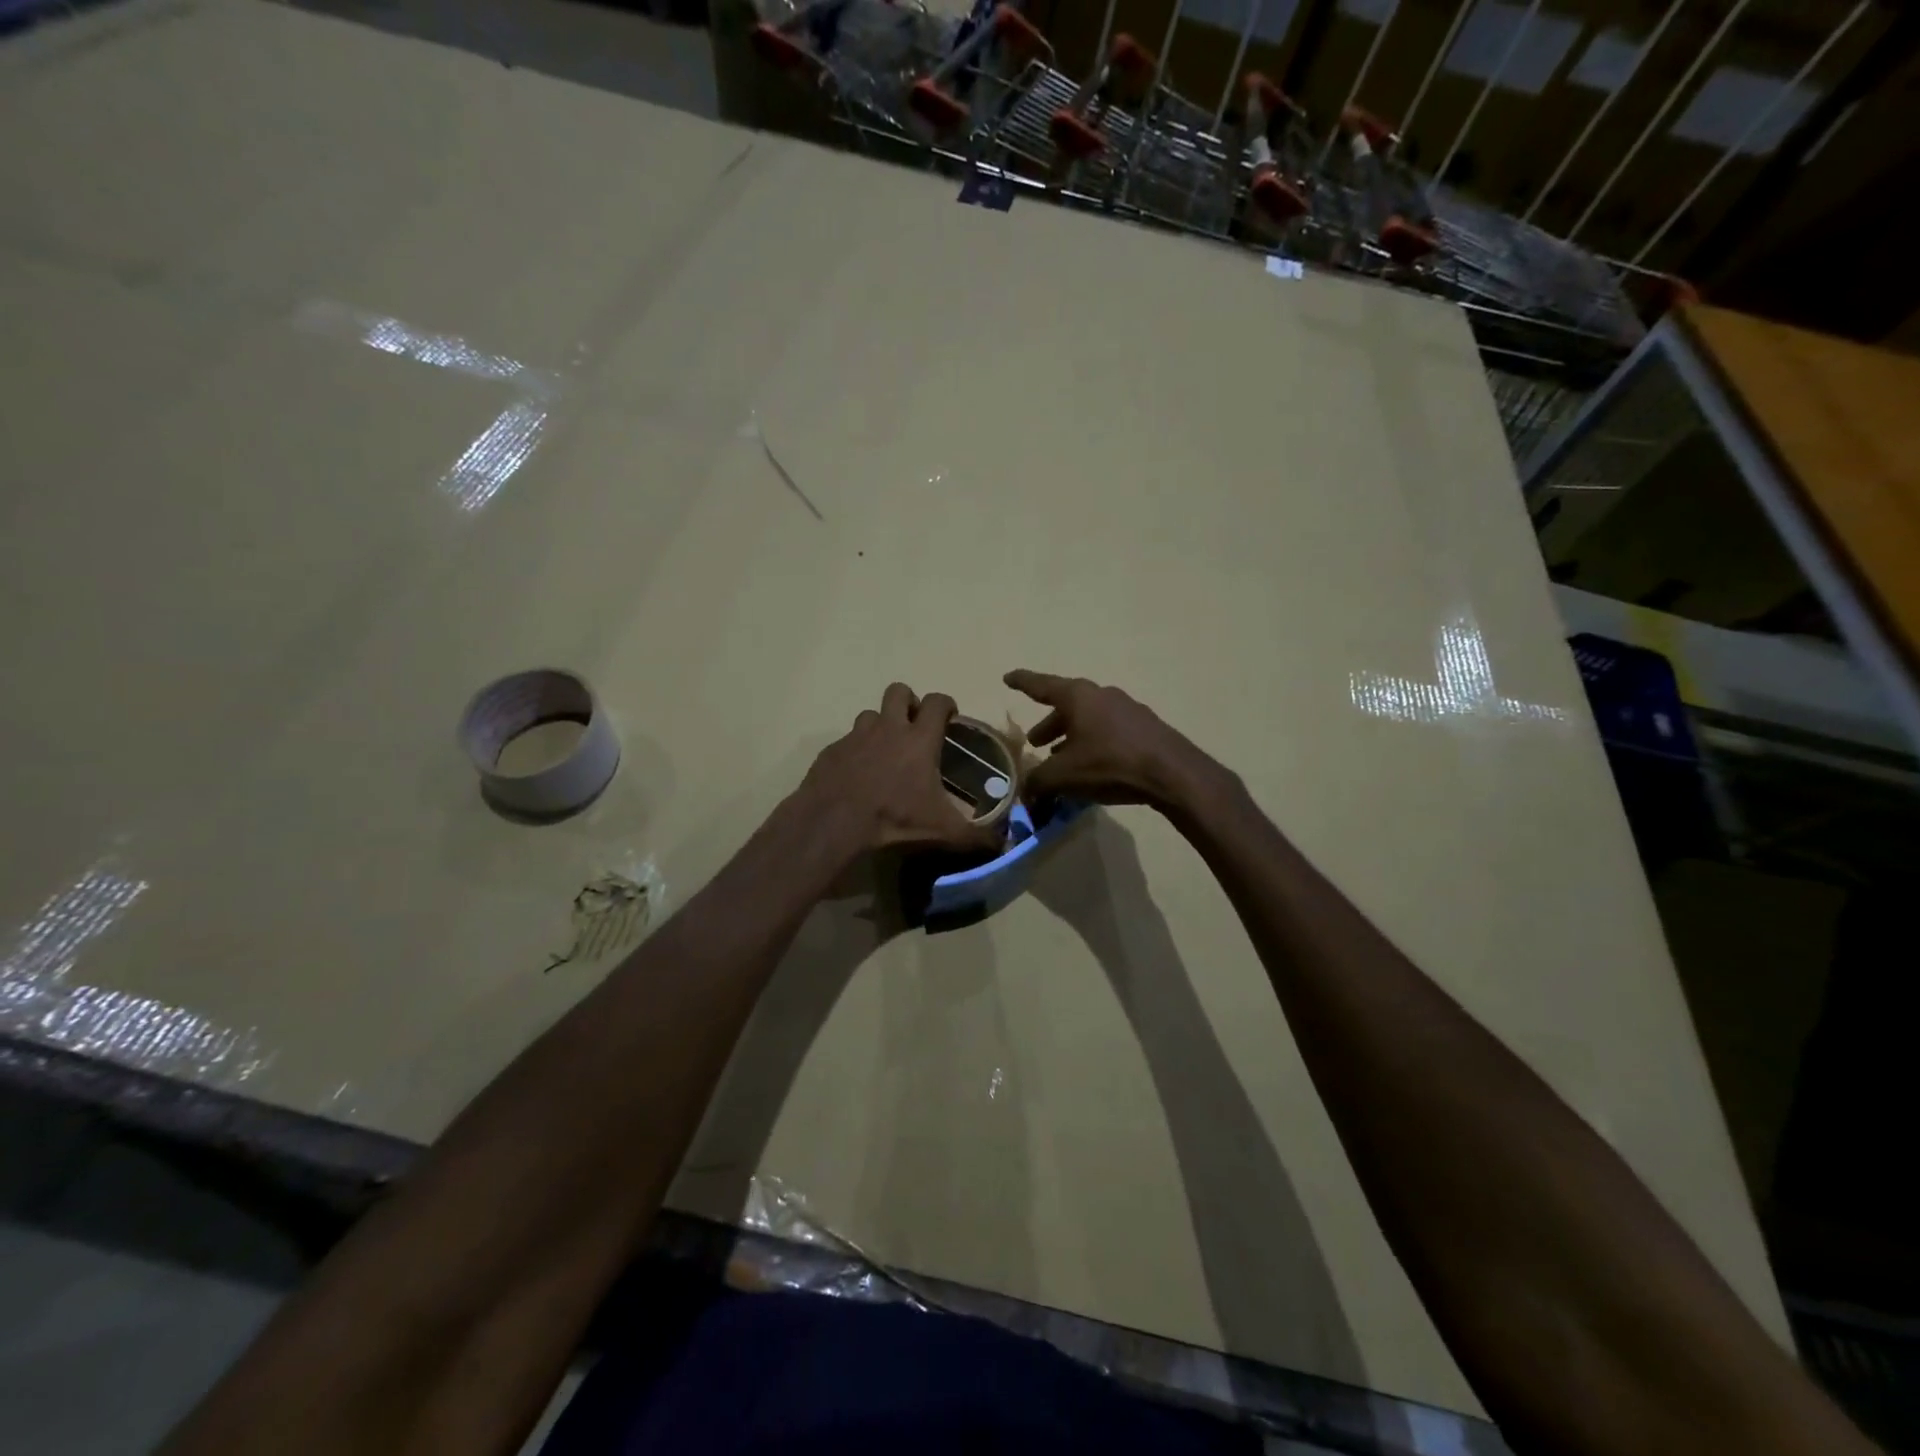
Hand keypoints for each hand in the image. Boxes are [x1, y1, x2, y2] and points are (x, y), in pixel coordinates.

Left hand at [798, 683, 1002, 855]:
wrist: (835, 822)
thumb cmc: (895, 818)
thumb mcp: (942, 830)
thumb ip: (975, 836)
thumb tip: (1004, 845)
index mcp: (919, 739)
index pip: (936, 702)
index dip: (946, 704)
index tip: (949, 717)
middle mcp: (888, 728)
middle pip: (899, 691)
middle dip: (908, 702)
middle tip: (914, 726)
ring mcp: (856, 737)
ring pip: (870, 714)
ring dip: (880, 725)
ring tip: (885, 750)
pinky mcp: (832, 751)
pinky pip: (847, 741)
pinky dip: (855, 751)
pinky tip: (858, 774)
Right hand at [1004, 669, 1217, 810]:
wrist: (1171, 772)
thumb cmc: (1109, 764)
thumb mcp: (1064, 776)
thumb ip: (1038, 781)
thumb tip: (1026, 790)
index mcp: (1078, 697)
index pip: (1041, 685)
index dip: (1022, 682)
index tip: (1008, 678)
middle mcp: (1102, 695)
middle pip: (1067, 706)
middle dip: (1049, 723)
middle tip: (1035, 742)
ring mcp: (1127, 709)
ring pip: (1089, 720)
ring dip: (1072, 736)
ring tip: (1061, 757)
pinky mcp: (1144, 728)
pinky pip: (1109, 732)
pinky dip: (1093, 744)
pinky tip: (1092, 766)